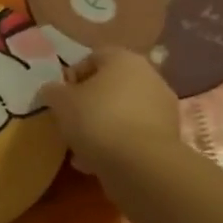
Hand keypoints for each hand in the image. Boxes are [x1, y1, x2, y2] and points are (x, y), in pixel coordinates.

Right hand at [35, 46, 180, 174]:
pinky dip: (119, 143)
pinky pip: (135, 134)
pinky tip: (99, 162)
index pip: (93, 58)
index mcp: (123, 58)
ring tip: (82, 149)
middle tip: (71, 122)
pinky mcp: (169, 136)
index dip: (72, 77)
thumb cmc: (97, 120)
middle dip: (90, 103)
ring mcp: (163, 106)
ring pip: (124, 112)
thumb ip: (53, 92)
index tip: (60, 99)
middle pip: (111, 86)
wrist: (140, 164)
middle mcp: (149, 75)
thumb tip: (52, 90)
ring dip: (104, 125)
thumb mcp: (61, 103)